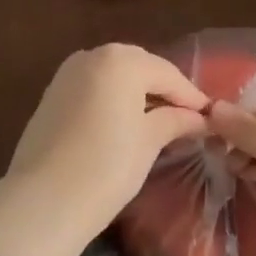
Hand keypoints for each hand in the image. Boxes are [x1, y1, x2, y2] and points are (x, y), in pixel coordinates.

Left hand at [5, 45, 209, 241]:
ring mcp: (66, 74)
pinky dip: (112, 99)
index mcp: (120, 60)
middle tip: (187, 117)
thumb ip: (175, 120)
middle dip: (163, 90)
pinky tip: (125, 123)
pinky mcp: (51, 95)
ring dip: (137, 93)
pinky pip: (93, 88)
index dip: (191, 96)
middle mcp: (91, 56)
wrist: (44, 199)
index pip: (167, 73)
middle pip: (138, 67)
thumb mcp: (149, 141)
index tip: (212, 116)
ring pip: (113, 76)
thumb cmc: (107, 166)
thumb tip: (198, 117)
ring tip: (159, 121)